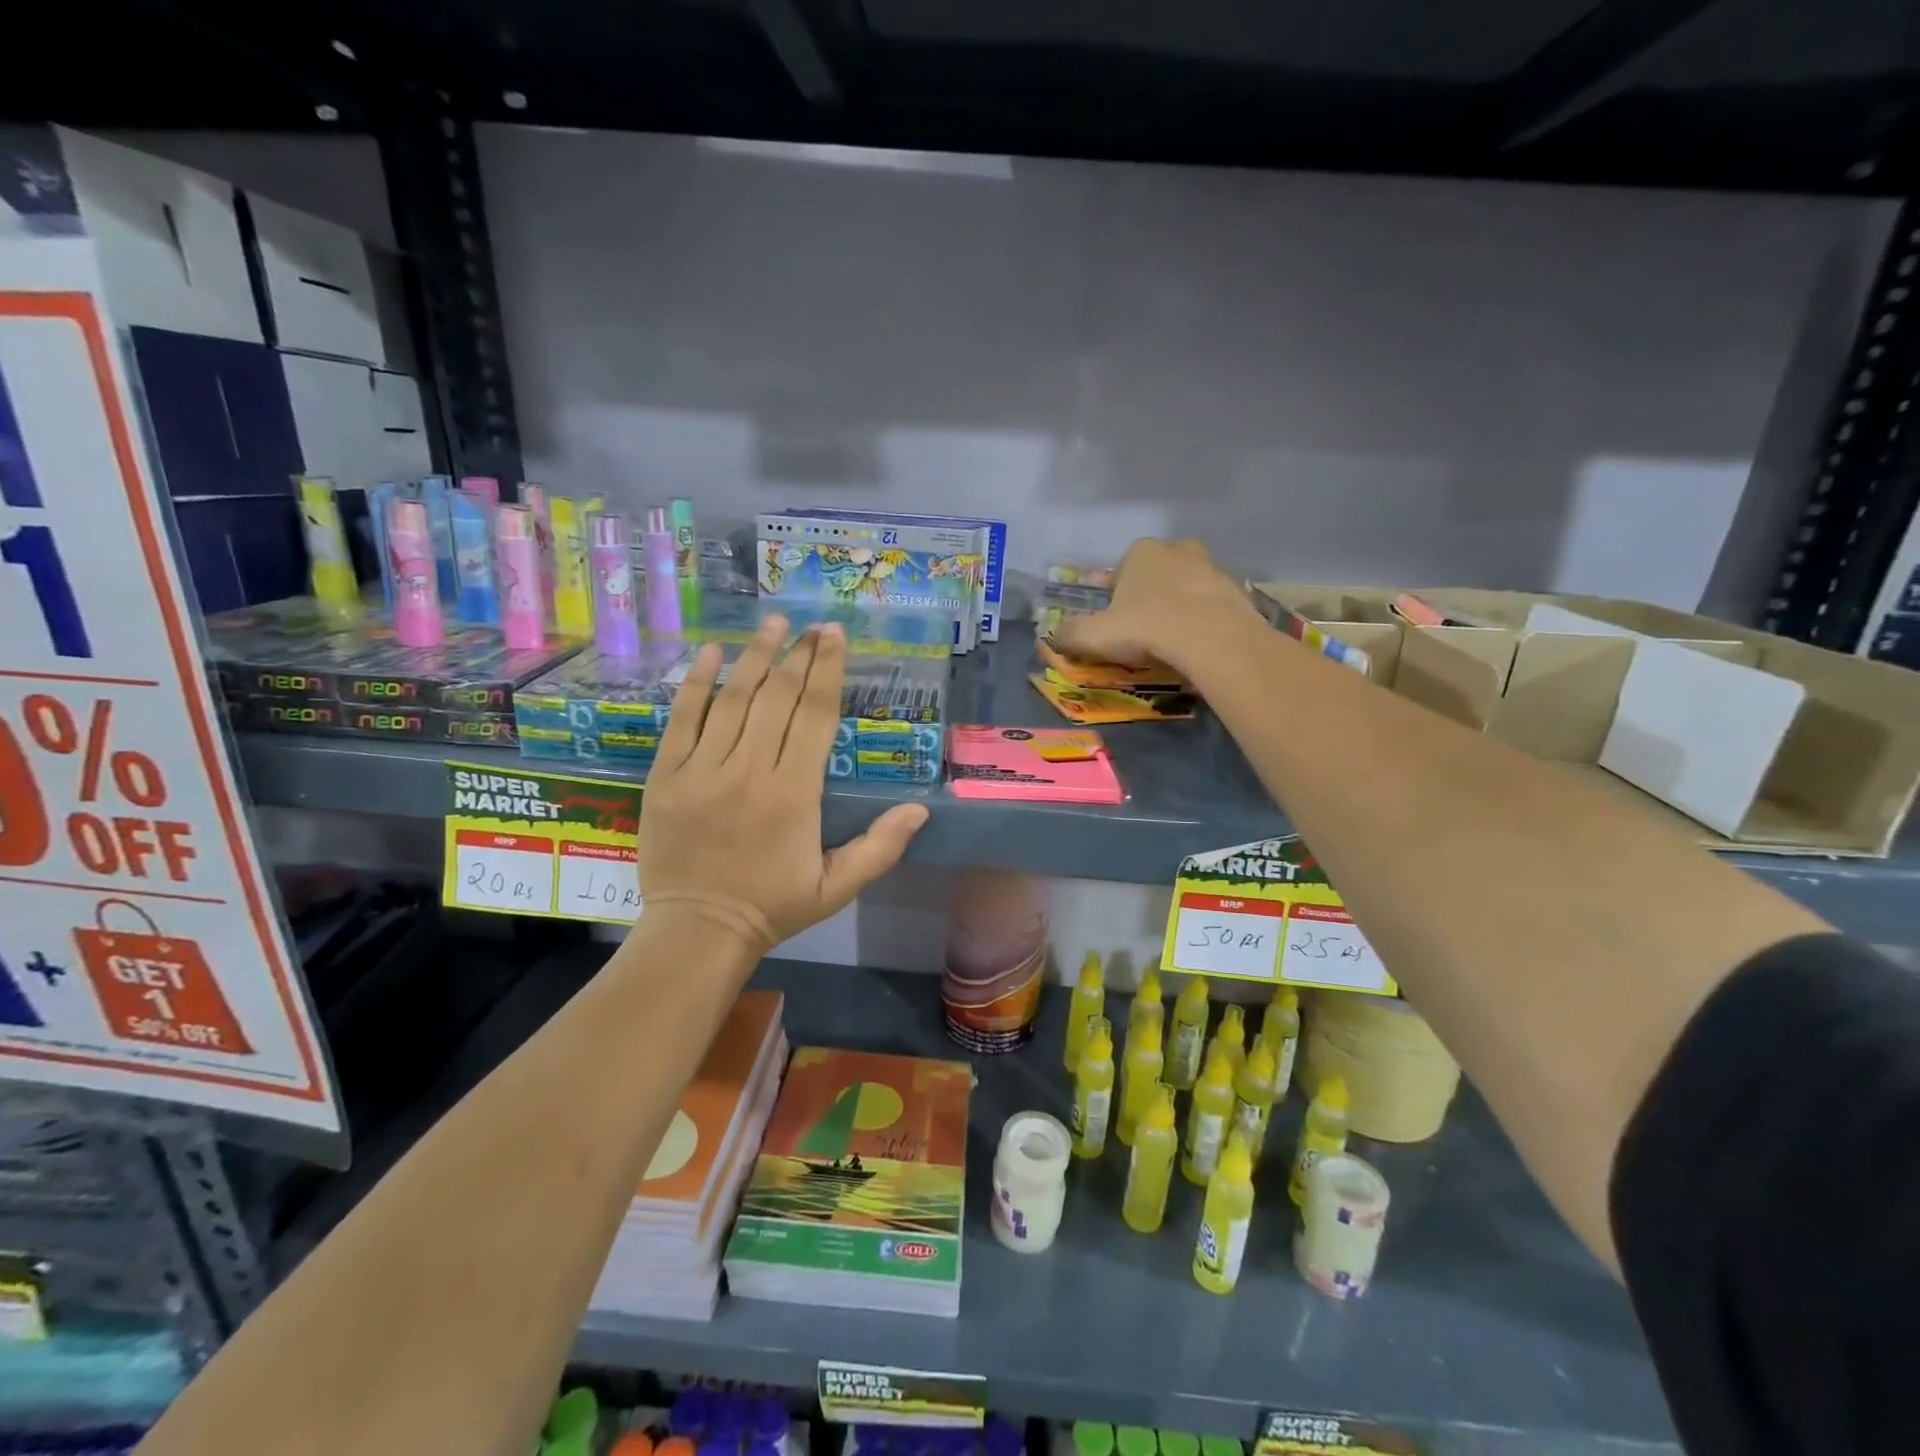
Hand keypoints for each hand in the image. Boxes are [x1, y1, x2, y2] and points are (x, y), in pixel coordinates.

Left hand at [635, 616, 929, 956]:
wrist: (698, 930)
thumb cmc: (773, 907)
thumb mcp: (838, 887)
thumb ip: (881, 847)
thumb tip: (921, 809)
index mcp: (795, 793)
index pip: (814, 716)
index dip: (827, 671)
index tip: (834, 636)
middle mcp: (750, 770)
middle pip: (778, 697)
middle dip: (798, 654)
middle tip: (812, 625)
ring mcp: (703, 769)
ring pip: (733, 699)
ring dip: (756, 656)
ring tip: (773, 623)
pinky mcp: (667, 775)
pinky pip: (683, 719)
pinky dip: (696, 683)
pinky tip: (712, 652)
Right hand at [1053, 538, 1259, 677]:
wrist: (1209, 638)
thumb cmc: (1145, 626)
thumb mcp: (1094, 635)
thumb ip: (1071, 634)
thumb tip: (1055, 636)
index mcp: (1142, 552)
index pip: (1124, 568)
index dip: (1118, 596)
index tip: (1117, 622)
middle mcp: (1180, 551)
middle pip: (1161, 572)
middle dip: (1154, 594)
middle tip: (1147, 629)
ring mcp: (1214, 570)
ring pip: (1191, 588)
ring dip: (1183, 608)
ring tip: (1174, 643)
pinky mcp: (1239, 594)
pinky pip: (1216, 608)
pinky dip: (1208, 623)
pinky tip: (1199, 648)